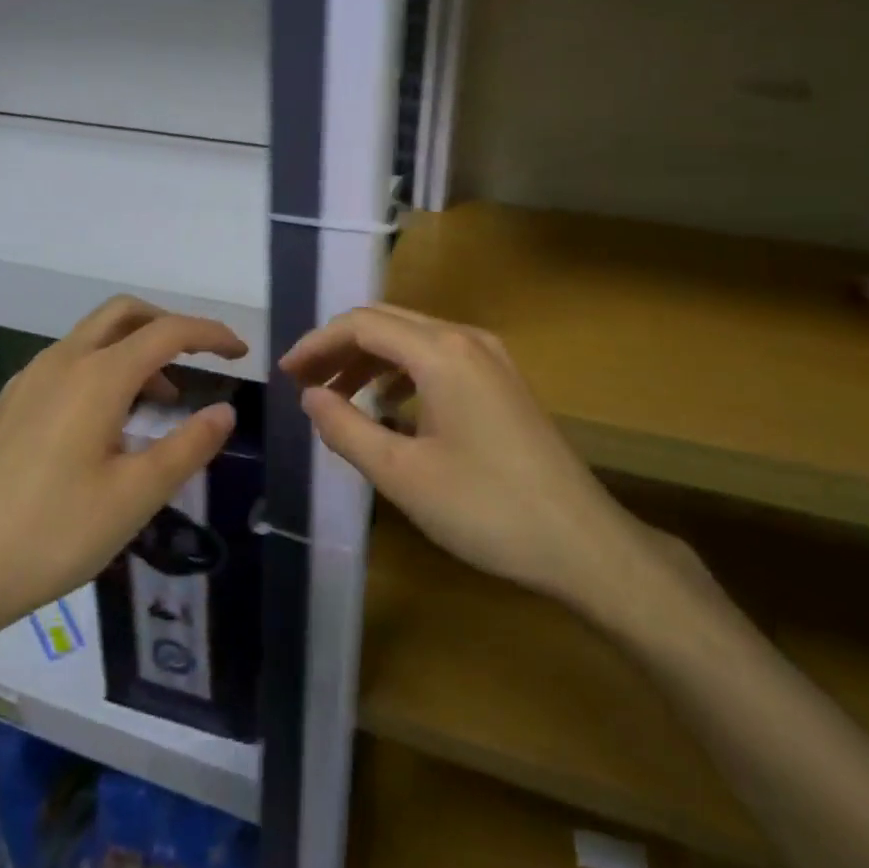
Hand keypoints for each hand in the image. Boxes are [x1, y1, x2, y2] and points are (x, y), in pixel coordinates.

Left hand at [0, 297, 246, 660]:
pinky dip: (100, 370)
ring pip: (92, 338)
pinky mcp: (7, 404)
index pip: (167, 332)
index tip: (241, 353)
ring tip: (158, 403)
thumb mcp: (135, 497)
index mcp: (97, 377)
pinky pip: (66, 364)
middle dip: (168, 325)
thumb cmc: (53, 533)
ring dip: (133, 351)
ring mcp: (27, 381)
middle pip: (124, 314)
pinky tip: (102, 424)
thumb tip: (225, 411)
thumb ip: (188, 447)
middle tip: (199, 360)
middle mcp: (61, 362)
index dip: (210, 335)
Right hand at [283, 304, 662, 621]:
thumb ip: (347, 429)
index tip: (285, 374)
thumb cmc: (486, 509)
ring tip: (337, 394)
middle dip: (340, 348)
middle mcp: (466, 339)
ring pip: (413, 338)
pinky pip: (439, 357)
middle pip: (387, 323)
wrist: (584, 544)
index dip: (317, 343)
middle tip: (304, 382)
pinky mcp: (503, 381)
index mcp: (440, 352)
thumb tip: (310, 396)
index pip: (362, 325)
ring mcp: (491, 357)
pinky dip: (402, 371)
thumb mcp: (402, 474)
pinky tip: (390, 404)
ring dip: (370, 359)